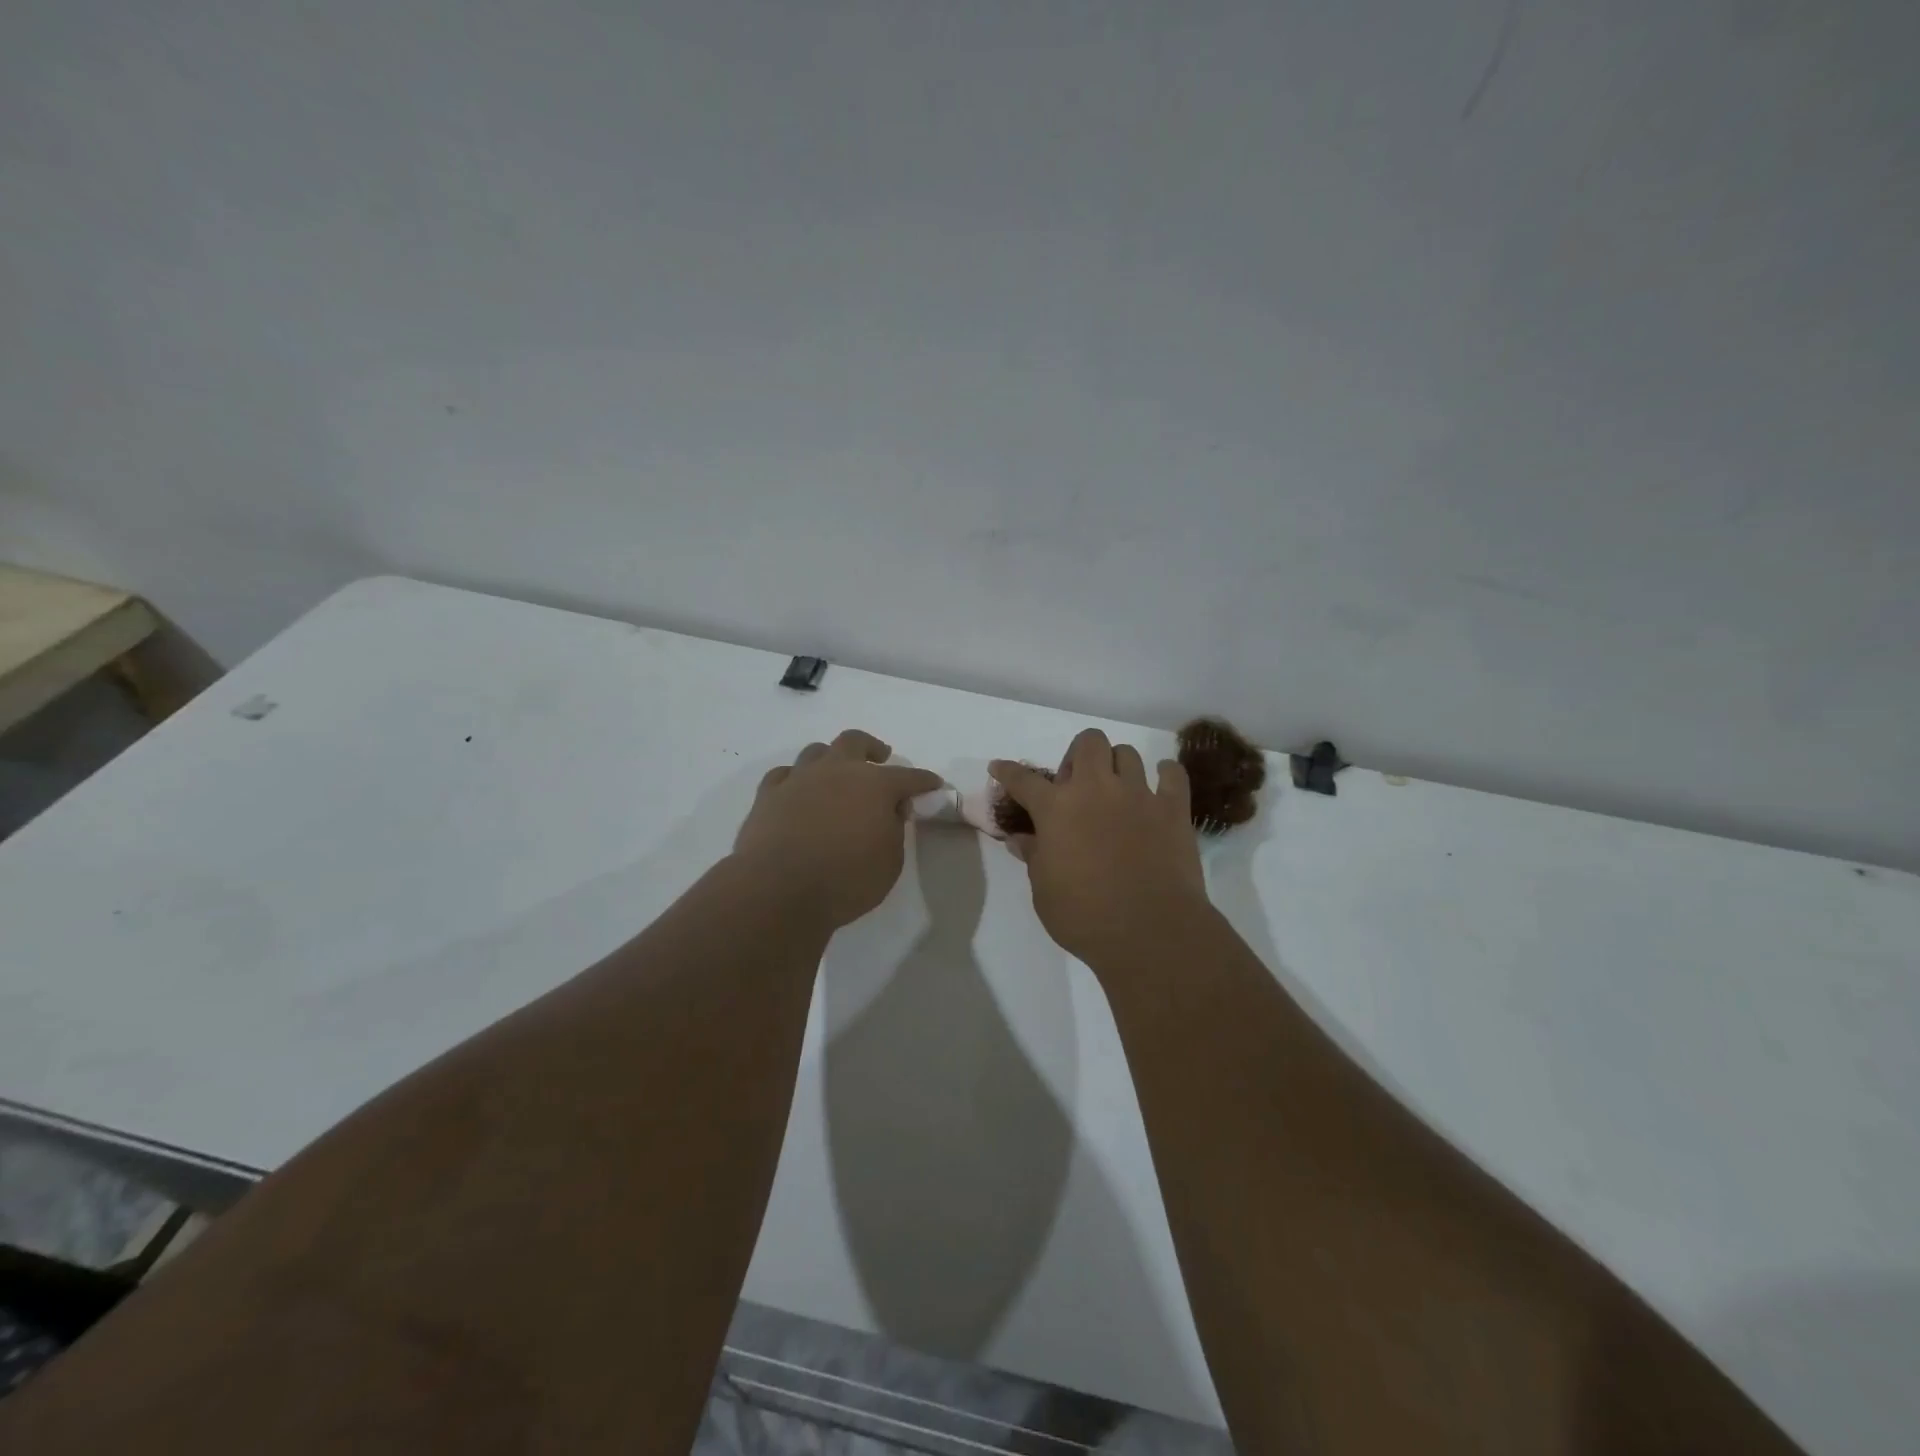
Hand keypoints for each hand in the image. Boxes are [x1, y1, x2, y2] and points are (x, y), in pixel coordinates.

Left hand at [733, 730, 942, 929]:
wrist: (778, 890)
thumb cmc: (845, 880)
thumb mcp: (890, 861)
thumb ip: (894, 829)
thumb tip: (891, 810)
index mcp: (874, 784)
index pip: (909, 776)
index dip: (924, 781)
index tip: (933, 784)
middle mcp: (837, 770)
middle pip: (855, 741)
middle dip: (871, 748)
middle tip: (879, 759)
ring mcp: (799, 778)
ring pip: (817, 751)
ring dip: (831, 759)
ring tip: (836, 775)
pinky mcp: (768, 794)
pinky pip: (785, 774)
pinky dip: (796, 779)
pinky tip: (799, 791)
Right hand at [991, 728, 1212, 972]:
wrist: (1151, 932)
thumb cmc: (1085, 916)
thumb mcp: (1044, 891)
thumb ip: (1033, 857)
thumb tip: (1020, 839)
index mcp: (1057, 808)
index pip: (1023, 780)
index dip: (1007, 771)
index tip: (999, 767)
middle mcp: (1096, 789)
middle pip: (1088, 742)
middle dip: (1078, 755)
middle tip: (1076, 785)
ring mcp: (1138, 795)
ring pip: (1127, 753)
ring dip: (1117, 765)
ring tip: (1116, 790)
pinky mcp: (1173, 809)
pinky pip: (1172, 774)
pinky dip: (1165, 776)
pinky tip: (1159, 788)